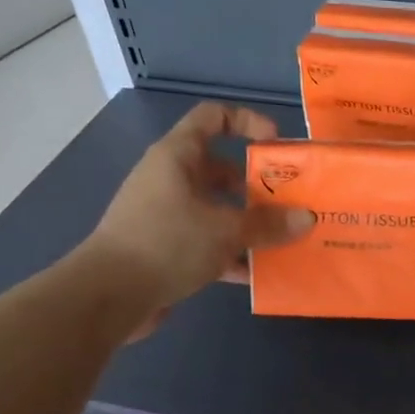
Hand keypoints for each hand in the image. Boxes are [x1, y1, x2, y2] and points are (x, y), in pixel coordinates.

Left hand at [79, 102, 313, 339]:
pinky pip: (208, 241)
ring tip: (283, 240)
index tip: (276, 145)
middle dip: (258, 186)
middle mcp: (171, 179)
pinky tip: (258, 274)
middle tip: (290, 203)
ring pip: (218, 209)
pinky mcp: (166, 247)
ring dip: (249, 224)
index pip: (214, 117)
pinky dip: (232, 253)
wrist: (108, 296)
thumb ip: (268, 224)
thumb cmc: (166, 243)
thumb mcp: (225, 230)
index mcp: (178, 157)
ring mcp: (167, 214)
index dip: (248, 122)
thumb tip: (306, 218)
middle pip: (222, 169)